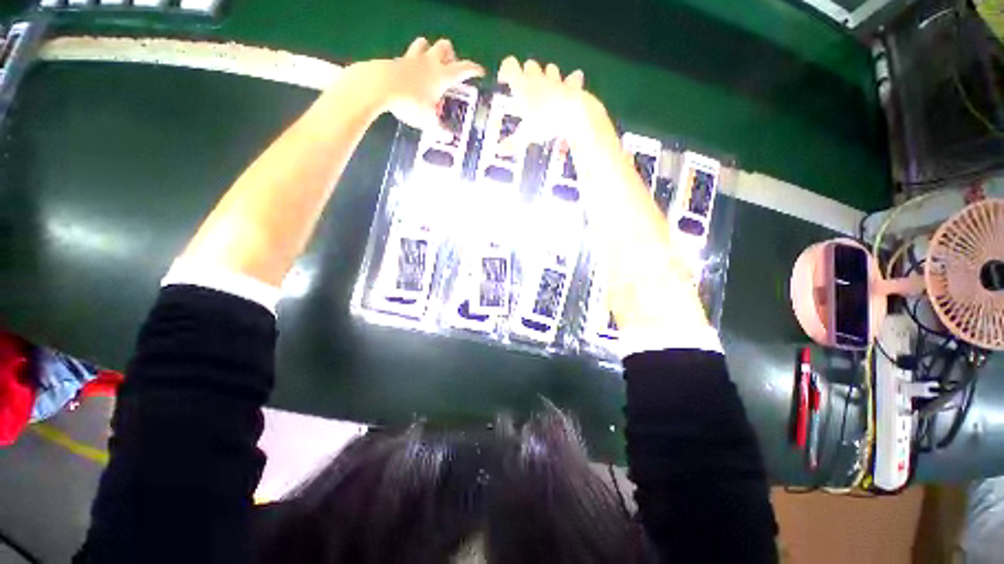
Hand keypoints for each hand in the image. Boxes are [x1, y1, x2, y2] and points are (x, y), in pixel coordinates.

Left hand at [378, 37, 483, 131]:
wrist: (379, 86)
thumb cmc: (410, 103)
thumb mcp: (428, 121)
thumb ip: (439, 129)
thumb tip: (449, 138)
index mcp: (442, 76)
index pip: (464, 68)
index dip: (474, 69)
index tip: (480, 71)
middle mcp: (430, 63)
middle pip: (444, 46)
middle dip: (450, 54)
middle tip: (450, 67)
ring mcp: (412, 58)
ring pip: (424, 43)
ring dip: (429, 50)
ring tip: (430, 64)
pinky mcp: (396, 60)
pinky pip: (407, 55)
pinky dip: (412, 62)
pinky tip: (410, 74)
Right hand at [496, 56, 589, 149]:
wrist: (573, 116)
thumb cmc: (545, 122)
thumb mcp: (526, 135)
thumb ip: (513, 142)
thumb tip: (499, 151)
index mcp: (523, 86)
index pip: (509, 65)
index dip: (507, 70)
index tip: (506, 82)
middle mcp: (538, 78)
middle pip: (530, 65)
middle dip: (528, 75)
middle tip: (527, 93)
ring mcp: (556, 79)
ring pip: (550, 68)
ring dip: (548, 77)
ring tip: (547, 93)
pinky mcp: (573, 85)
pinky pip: (572, 78)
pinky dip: (571, 83)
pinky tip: (569, 91)